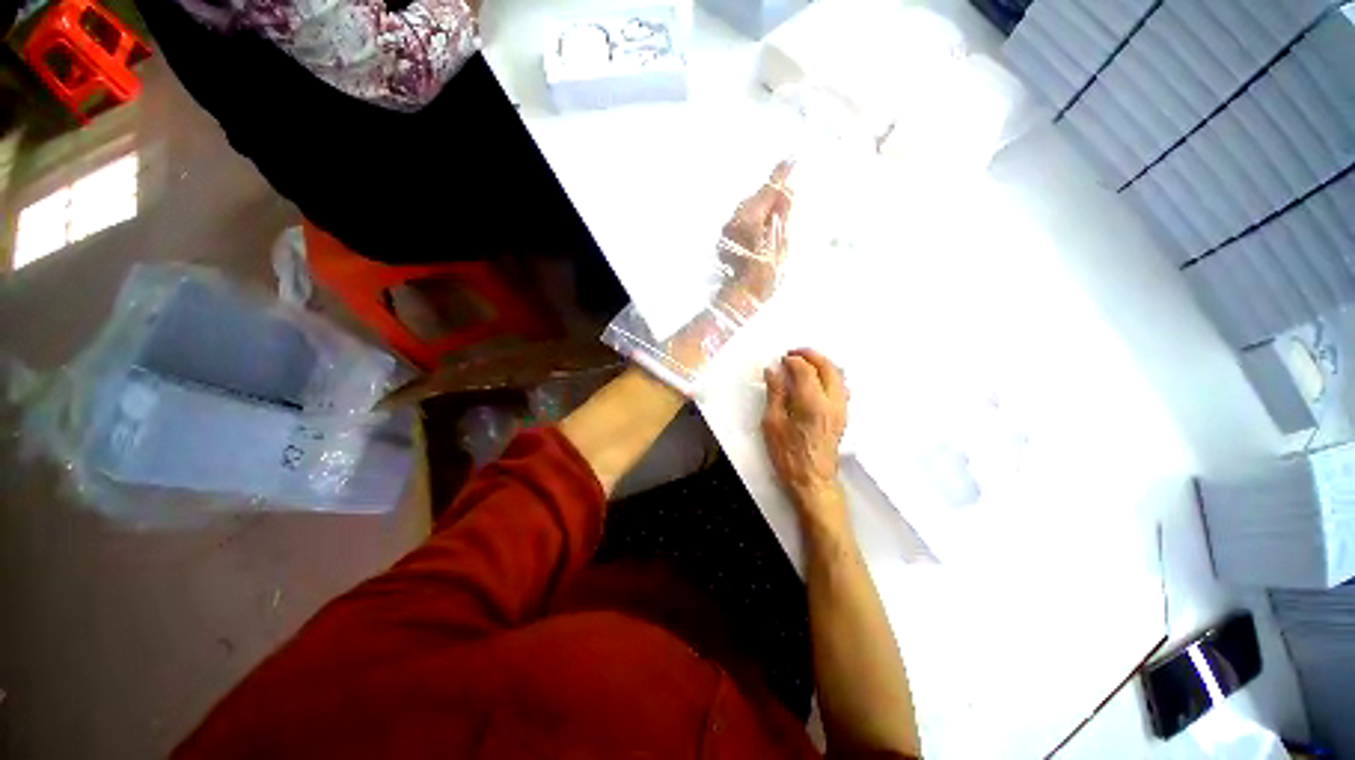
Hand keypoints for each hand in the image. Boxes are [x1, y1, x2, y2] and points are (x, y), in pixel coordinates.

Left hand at [718, 161, 794, 308]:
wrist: (738, 298)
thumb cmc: (762, 277)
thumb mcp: (780, 247)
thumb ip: (783, 217)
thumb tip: (787, 191)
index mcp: (750, 218)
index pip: (768, 189)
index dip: (781, 175)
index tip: (791, 159)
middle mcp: (735, 219)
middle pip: (758, 198)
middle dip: (773, 196)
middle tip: (790, 195)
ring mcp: (728, 229)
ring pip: (751, 210)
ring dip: (764, 209)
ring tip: (779, 219)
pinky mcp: (725, 238)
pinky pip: (745, 221)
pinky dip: (756, 220)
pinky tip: (763, 231)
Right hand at [762, 348, 848, 524]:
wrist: (812, 481)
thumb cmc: (788, 455)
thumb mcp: (773, 423)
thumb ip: (775, 393)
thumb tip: (773, 370)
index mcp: (812, 403)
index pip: (805, 369)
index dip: (793, 360)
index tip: (781, 359)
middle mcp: (832, 402)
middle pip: (828, 367)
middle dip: (811, 355)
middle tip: (794, 353)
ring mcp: (841, 409)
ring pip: (838, 375)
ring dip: (822, 363)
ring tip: (804, 363)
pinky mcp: (843, 416)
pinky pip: (841, 386)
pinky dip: (829, 375)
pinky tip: (816, 380)